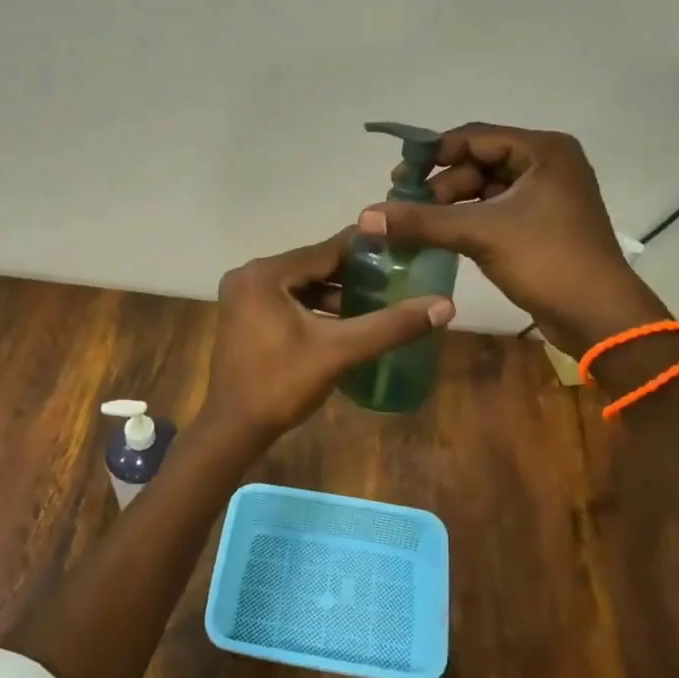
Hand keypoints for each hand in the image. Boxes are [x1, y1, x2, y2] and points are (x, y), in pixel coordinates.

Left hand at [199, 230, 455, 447]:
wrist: (234, 428)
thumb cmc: (282, 385)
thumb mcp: (339, 352)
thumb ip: (390, 326)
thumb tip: (444, 306)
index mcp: (266, 273)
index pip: (326, 250)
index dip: (367, 250)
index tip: (403, 249)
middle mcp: (250, 274)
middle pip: (313, 265)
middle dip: (353, 273)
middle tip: (396, 276)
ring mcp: (243, 294)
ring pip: (301, 283)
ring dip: (335, 291)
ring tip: (379, 298)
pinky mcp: (244, 313)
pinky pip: (287, 298)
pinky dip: (314, 305)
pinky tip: (346, 319)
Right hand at [358, 123, 655, 354]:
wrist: (599, 316)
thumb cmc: (546, 260)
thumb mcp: (480, 234)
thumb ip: (422, 221)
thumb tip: (366, 216)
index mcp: (543, 150)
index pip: (474, 138)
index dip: (432, 154)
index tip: (397, 178)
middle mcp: (548, 164)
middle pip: (478, 162)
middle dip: (441, 185)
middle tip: (407, 209)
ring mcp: (547, 196)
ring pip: (485, 189)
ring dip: (452, 205)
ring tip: (421, 227)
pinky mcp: (543, 224)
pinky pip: (496, 211)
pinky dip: (469, 221)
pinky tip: (443, 237)